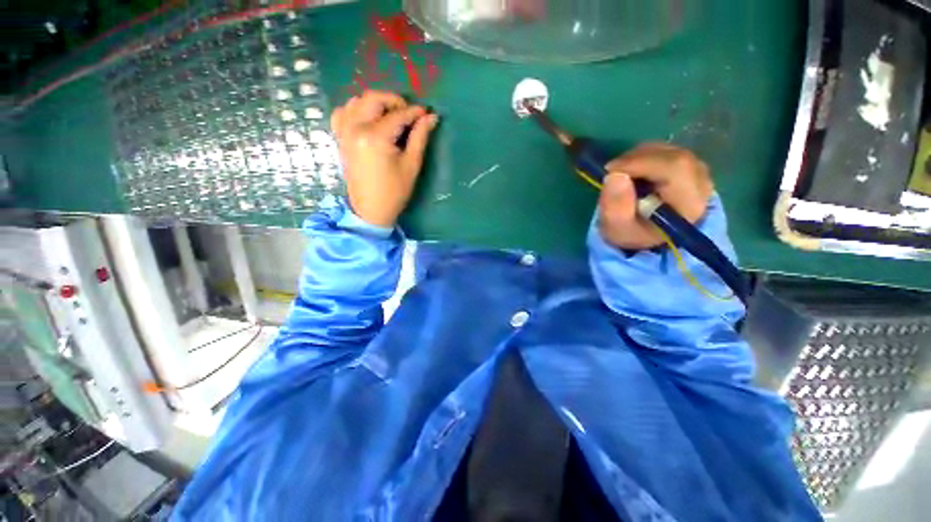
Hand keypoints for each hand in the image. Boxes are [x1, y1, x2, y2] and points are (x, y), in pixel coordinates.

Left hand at [330, 90, 438, 227]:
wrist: (370, 209)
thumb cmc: (395, 191)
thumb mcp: (411, 165)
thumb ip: (420, 137)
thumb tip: (431, 117)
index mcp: (375, 137)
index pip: (398, 115)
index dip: (415, 112)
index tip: (427, 113)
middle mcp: (355, 128)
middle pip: (374, 98)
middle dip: (394, 101)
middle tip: (409, 114)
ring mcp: (344, 131)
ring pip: (357, 101)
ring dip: (376, 103)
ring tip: (391, 117)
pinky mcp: (340, 137)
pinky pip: (343, 112)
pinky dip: (356, 109)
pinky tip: (368, 119)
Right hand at [599, 143, 713, 249]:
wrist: (649, 235)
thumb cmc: (632, 233)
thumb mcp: (617, 228)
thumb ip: (615, 207)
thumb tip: (614, 175)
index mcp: (688, 205)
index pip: (674, 169)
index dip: (641, 163)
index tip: (611, 170)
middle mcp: (702, 185)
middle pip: (672, 157)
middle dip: (636, 159)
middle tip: (612, 171)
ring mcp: (698, 172)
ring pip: (669, 151)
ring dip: (638, 157)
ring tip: (620, 174)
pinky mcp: (690, 165)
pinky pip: (667, 151)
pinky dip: (644, 156)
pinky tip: (632, 171)